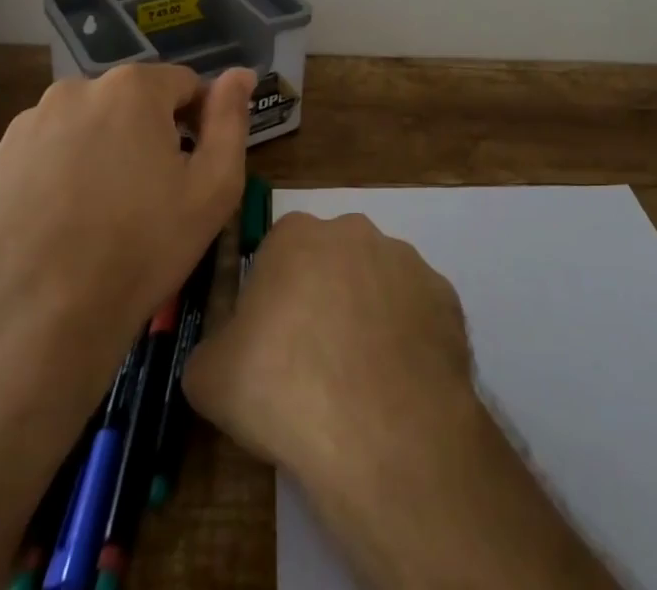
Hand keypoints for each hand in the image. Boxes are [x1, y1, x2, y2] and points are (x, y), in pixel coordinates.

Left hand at [0, 63, 251, 405]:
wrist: (41, 326)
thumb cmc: (142, 250)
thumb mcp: (213, 188)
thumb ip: (230, 119)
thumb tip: (240, 73)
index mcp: (132, 87)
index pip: (182, 85)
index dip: (197, 123)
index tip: (191, 170)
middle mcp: (76, 89)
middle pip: (131, 101)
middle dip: (147, 133)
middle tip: (150, 195)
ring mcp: (28, 123)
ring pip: (87, 123)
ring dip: (103, 148)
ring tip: (104, 210)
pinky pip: (47, 149)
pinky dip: (62, 169)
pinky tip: (65, 218)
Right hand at [185, 214, 619, 589]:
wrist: (382, 425)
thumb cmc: (287, 390)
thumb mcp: (214, 375)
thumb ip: (210, 348)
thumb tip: (216, 350)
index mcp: (296, 236)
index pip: (275, 256)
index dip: (271, 303)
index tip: (273, 345)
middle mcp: (354, 230)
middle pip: (327, 268)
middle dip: (317, 306)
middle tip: (313, 368)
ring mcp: (406, 261)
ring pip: (374, 287)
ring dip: (365, 322)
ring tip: (360, 386)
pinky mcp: (446, 296)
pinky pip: (415, 312)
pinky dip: (406, 340)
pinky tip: (400, 387)